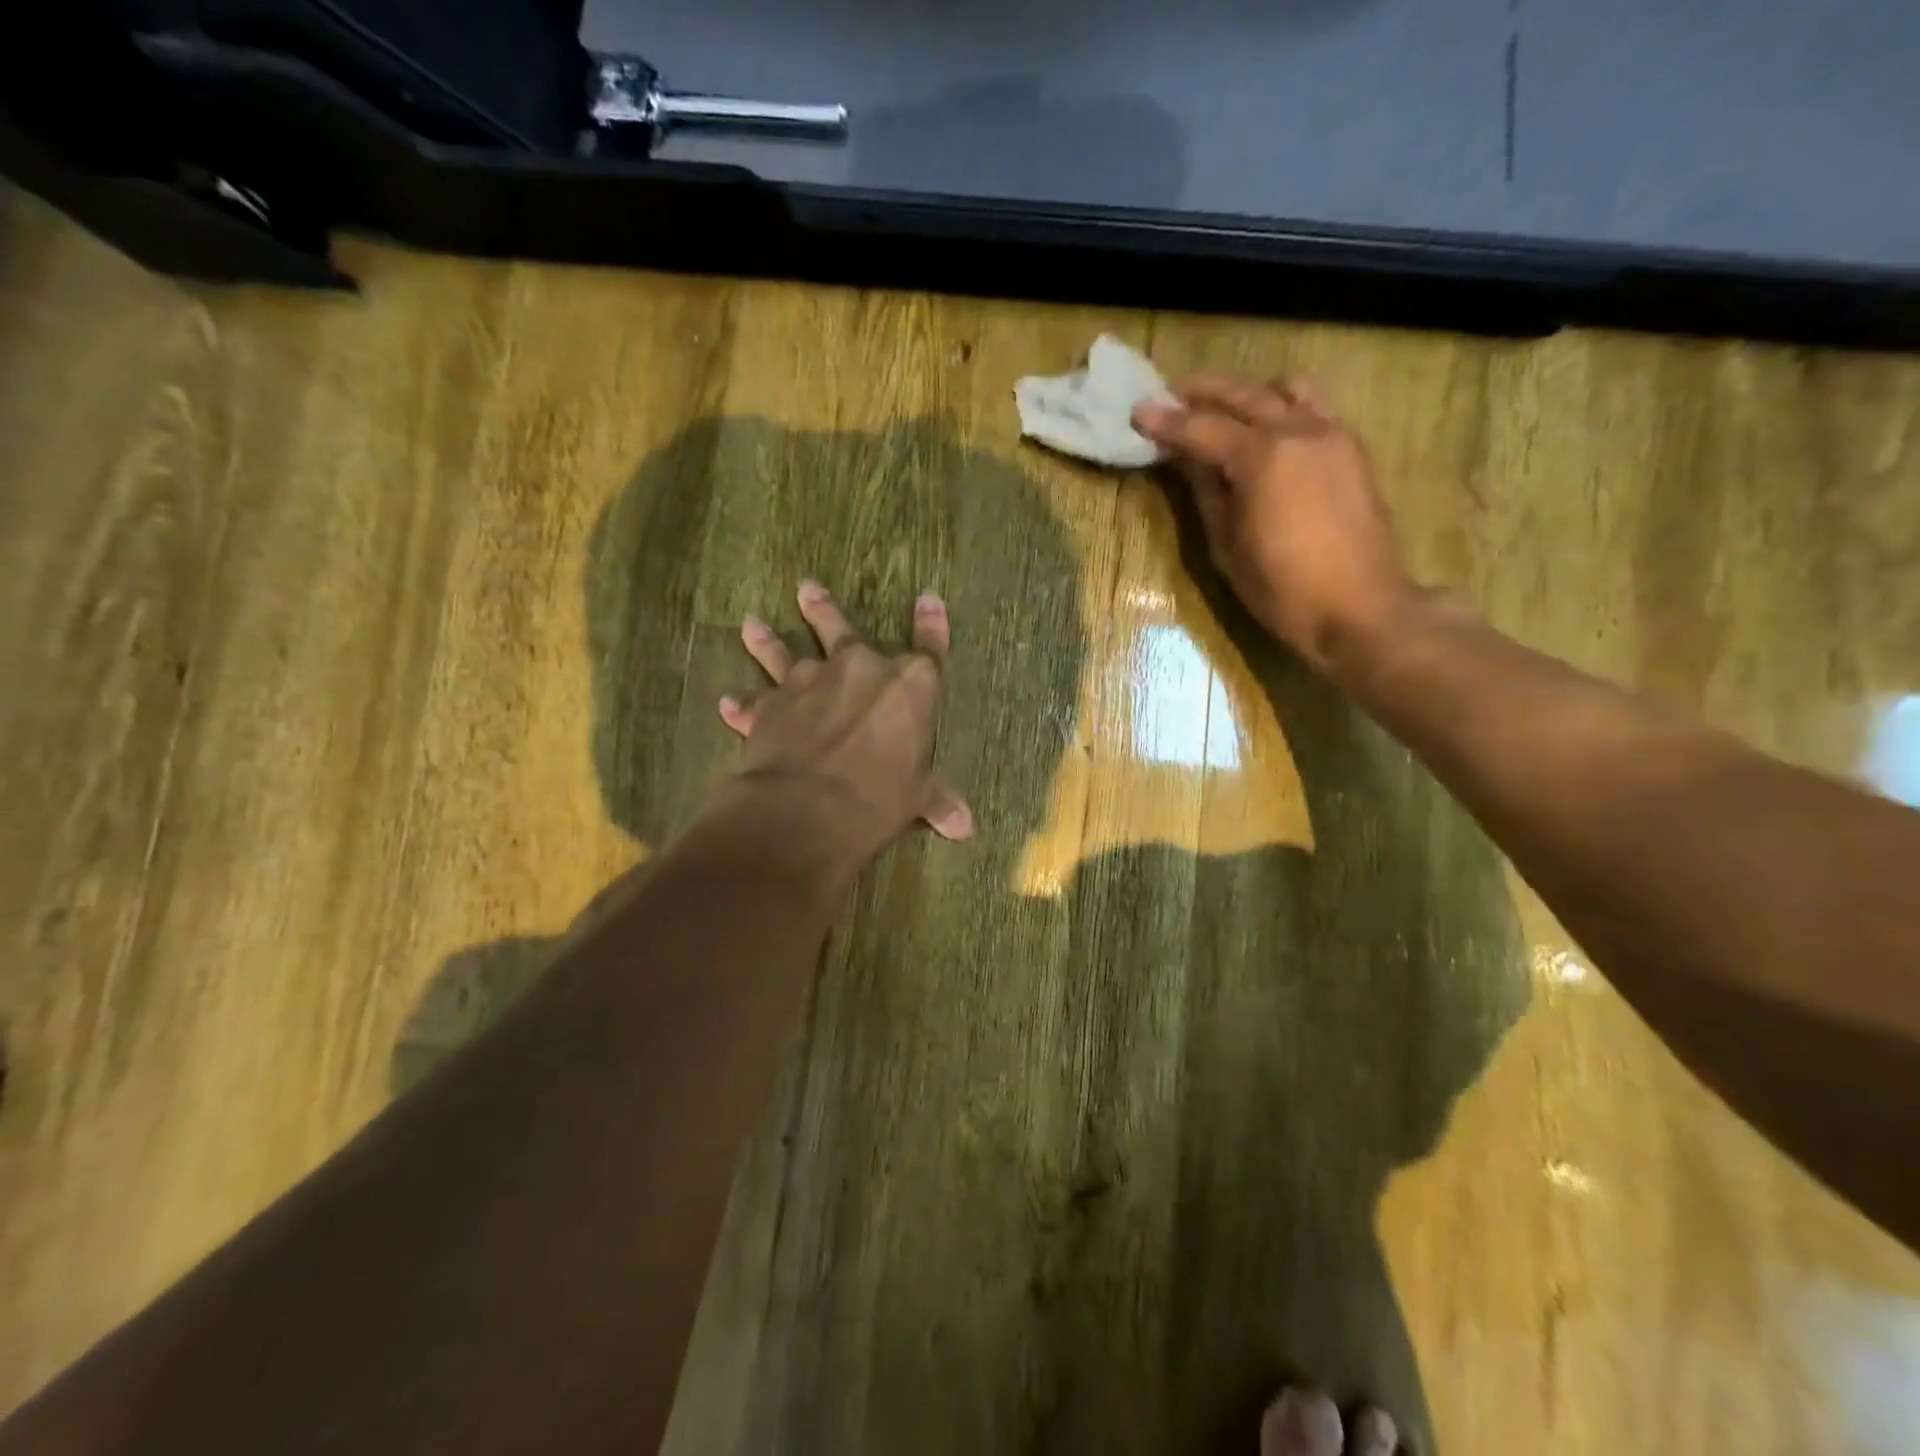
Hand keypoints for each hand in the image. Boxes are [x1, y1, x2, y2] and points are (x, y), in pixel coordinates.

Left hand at [716, 579, 972, 861]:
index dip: (932, 622)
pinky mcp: (771, 705)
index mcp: (910, 684)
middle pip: (842, 630)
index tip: (928, 598)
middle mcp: (860, 668)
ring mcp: (811, 682)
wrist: (810, 807)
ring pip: (785, 653)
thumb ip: (938, 800)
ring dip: (768, 639)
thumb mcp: (918, 798)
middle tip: (806, 587)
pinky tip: (728, 702)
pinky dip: (742, 705)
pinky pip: (754, 701)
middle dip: (824, 609)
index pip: (929, 646)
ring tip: (752, 623)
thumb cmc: (881, 796)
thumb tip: (965, 826)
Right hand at [1134, 375, 1416, 678]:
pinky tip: (1268, 433)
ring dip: (1250, 393)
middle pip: (1244, 395)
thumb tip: (1188, 460)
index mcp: (1263, 457)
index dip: (1166, 422)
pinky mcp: (1352, 450)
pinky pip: (1314, 409)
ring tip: (1225, 410)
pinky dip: (1284, 408)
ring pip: (1286, 390)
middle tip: (1171, 395)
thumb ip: (1207, 493)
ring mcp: (1332, 435)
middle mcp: (1299, 431)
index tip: (1137, 411)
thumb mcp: (1228, 547)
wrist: (1360, 609)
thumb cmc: (1283, 589)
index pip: (1202, 428)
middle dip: (1203, 392)